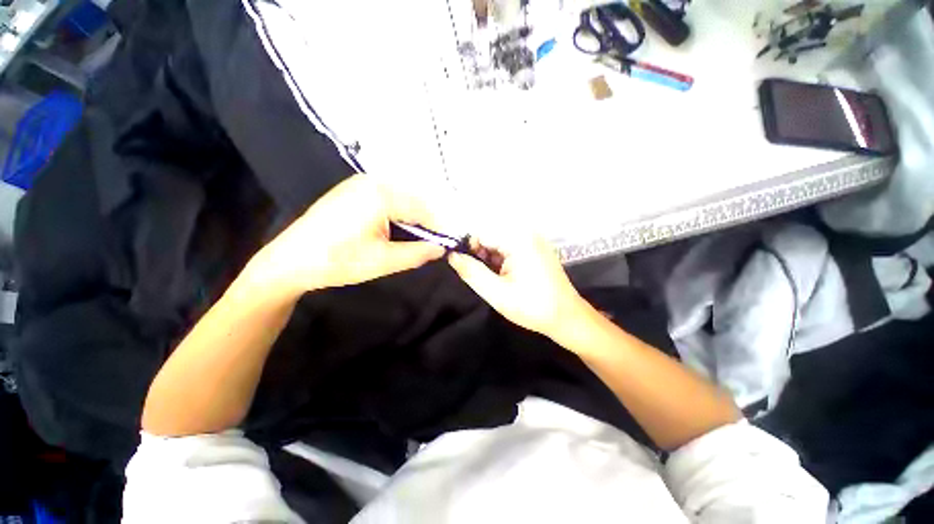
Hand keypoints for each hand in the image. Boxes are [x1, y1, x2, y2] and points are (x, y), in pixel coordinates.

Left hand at [249, 176, 444, 295]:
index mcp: (382, 195)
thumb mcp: (384, 261)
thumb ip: (418, 253)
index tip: (451, 242)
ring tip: (422, 238)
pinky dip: (399, 212)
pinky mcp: (353, 190)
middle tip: (437, 242)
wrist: (290, 261)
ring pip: (402, 198)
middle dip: (429, 221)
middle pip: (414, 200)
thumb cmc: (338, 262)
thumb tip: (442, 248)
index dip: (441, 228)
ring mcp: (360, 183)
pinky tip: (400, 228)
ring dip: (414, 217)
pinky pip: (387, 197)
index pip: (424, 210)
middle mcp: (373, 181)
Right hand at [447, 233, 590, 340]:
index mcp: (518, 240)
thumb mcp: (496, 293)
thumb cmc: (532, 307)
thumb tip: (452, 256)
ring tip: (494, 280)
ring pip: (498, 243)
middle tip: (482, 278)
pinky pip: (509, 248)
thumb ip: (471, 273)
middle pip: (490, 236)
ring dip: (490, 259)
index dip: (467, 249)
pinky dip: (501, 260)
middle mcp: (526, 233)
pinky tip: (504, 277)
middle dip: (480, 255)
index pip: (480, 234)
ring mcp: (532, 240)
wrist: (567, 317)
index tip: (463, 268)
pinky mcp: (535, 248)